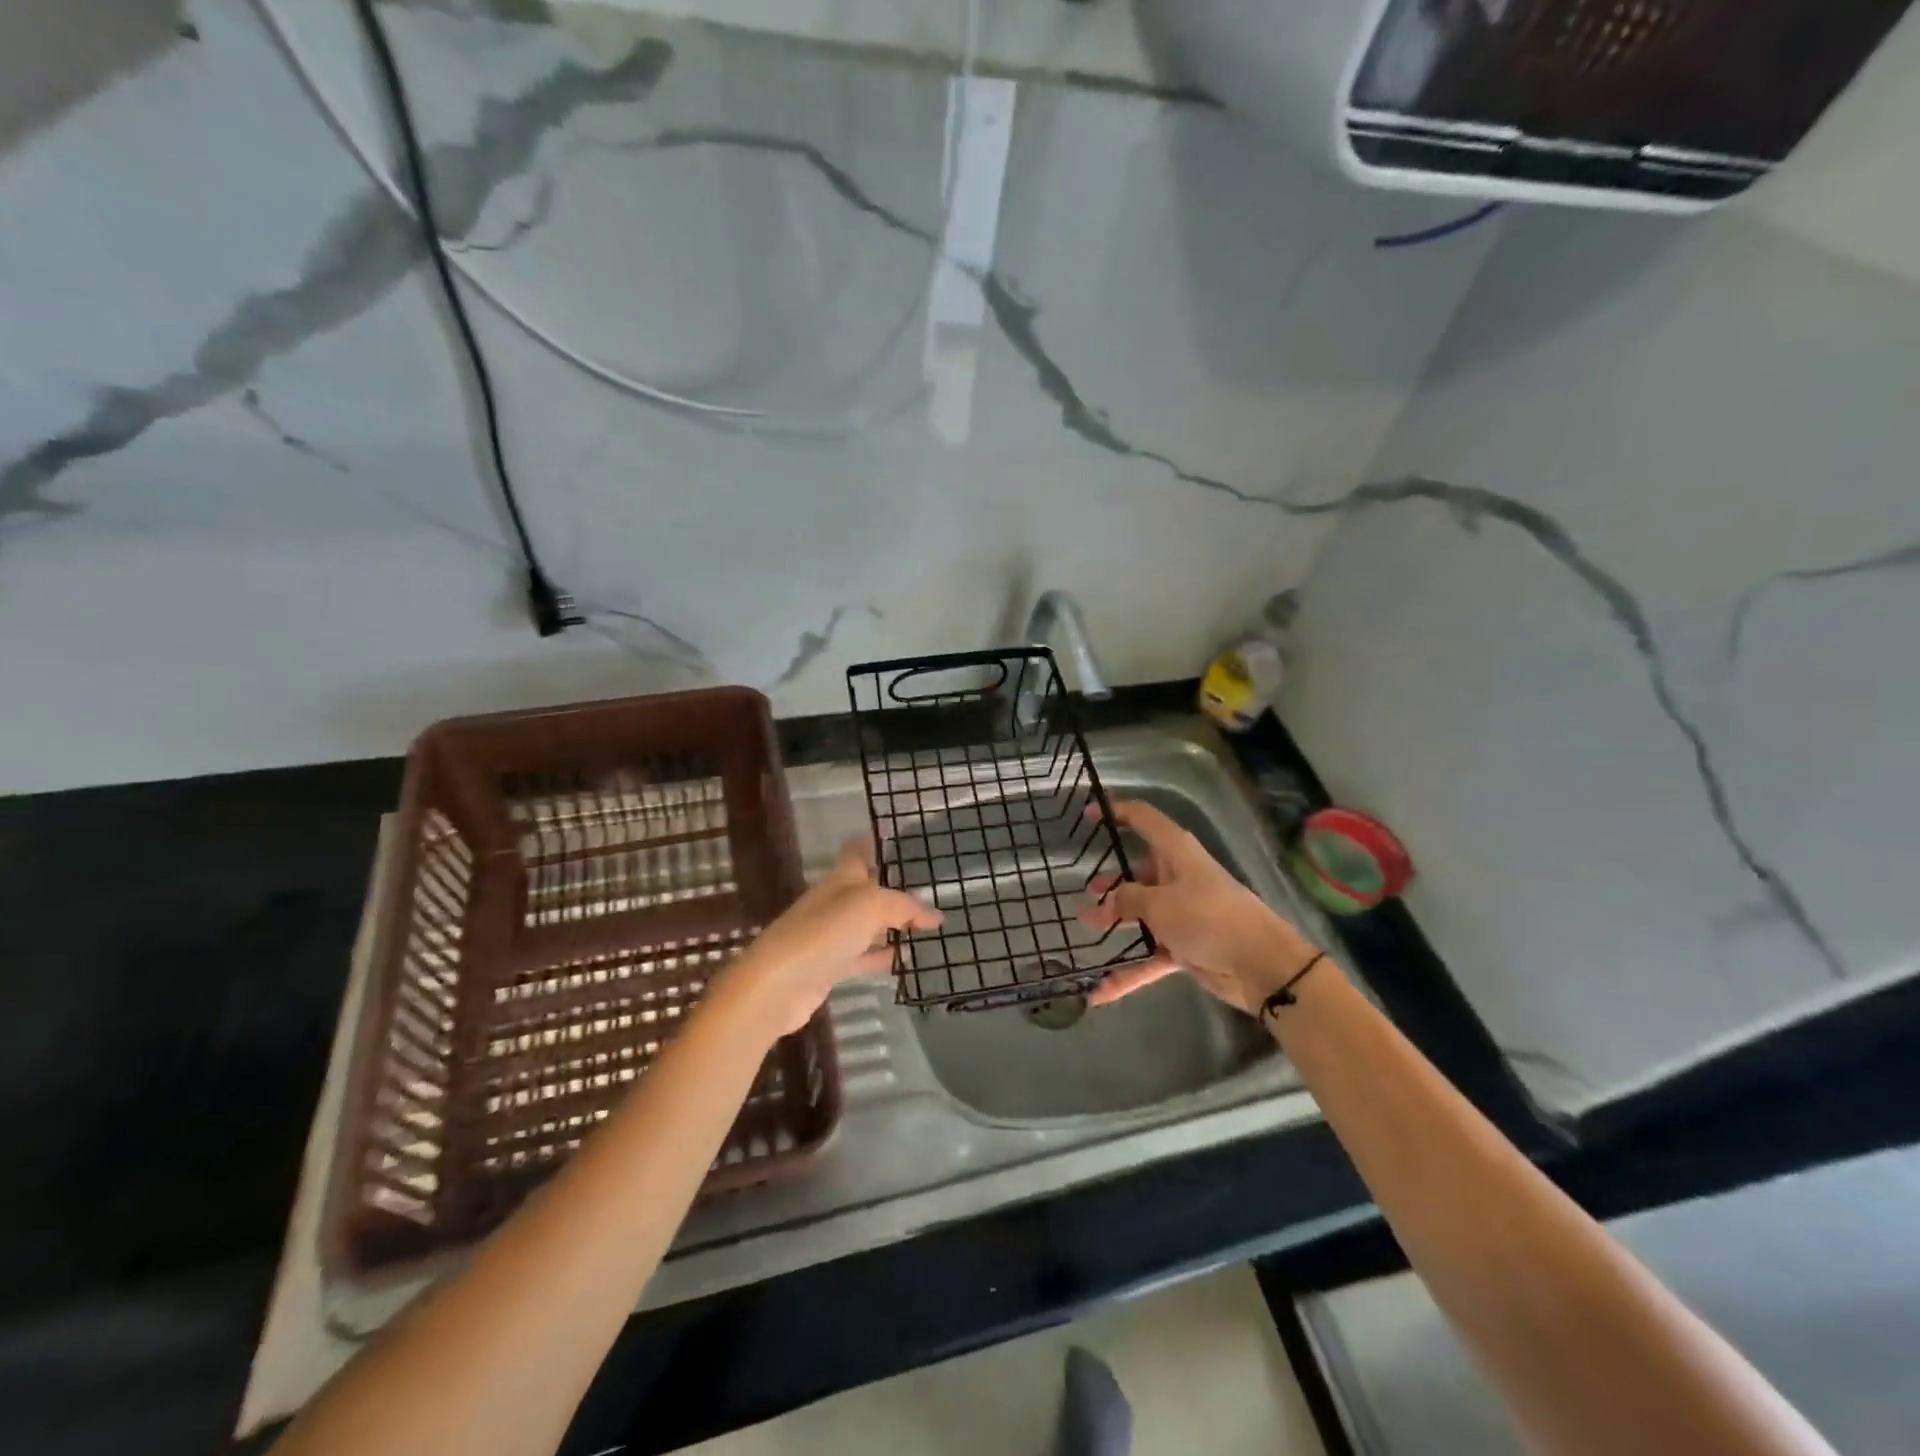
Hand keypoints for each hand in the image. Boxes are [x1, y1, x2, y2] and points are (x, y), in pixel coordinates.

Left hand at [727, 836, 942, 1035]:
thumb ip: (904, 906)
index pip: (859, 850)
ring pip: (868, 924)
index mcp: (840, 878)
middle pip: (867, 887)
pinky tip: (906, 959)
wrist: (776, 986)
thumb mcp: (870, 906)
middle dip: (894, 885)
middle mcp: (834, 902)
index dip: (876, 839)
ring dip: (894, 925)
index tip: (898, 833)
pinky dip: (884, 956)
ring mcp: (830, 936)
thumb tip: (935, 915)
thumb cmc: (822, 933)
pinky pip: (864, 956)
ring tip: (928, 926)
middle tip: (929, 887)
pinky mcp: (830, 967)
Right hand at [1079, 799, 1320, 1012]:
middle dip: (1113, 881)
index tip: (1088, 815)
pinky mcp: (1187, 946)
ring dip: (1116, 922)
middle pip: (1140, 872)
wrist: (1261, 966)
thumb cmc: (1209, 918)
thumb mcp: (1160, 904)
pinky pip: (1150, 955)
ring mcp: (1183, 914)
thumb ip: (1128, 900)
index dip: (1117, 812)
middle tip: (1088, 892)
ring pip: (1142, 913)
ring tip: (1087, 927)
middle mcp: (1179, 878)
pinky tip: (1101, 991)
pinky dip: (1129, 971)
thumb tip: (1108, 900)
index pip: (1144, 820)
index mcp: (1176, 854)